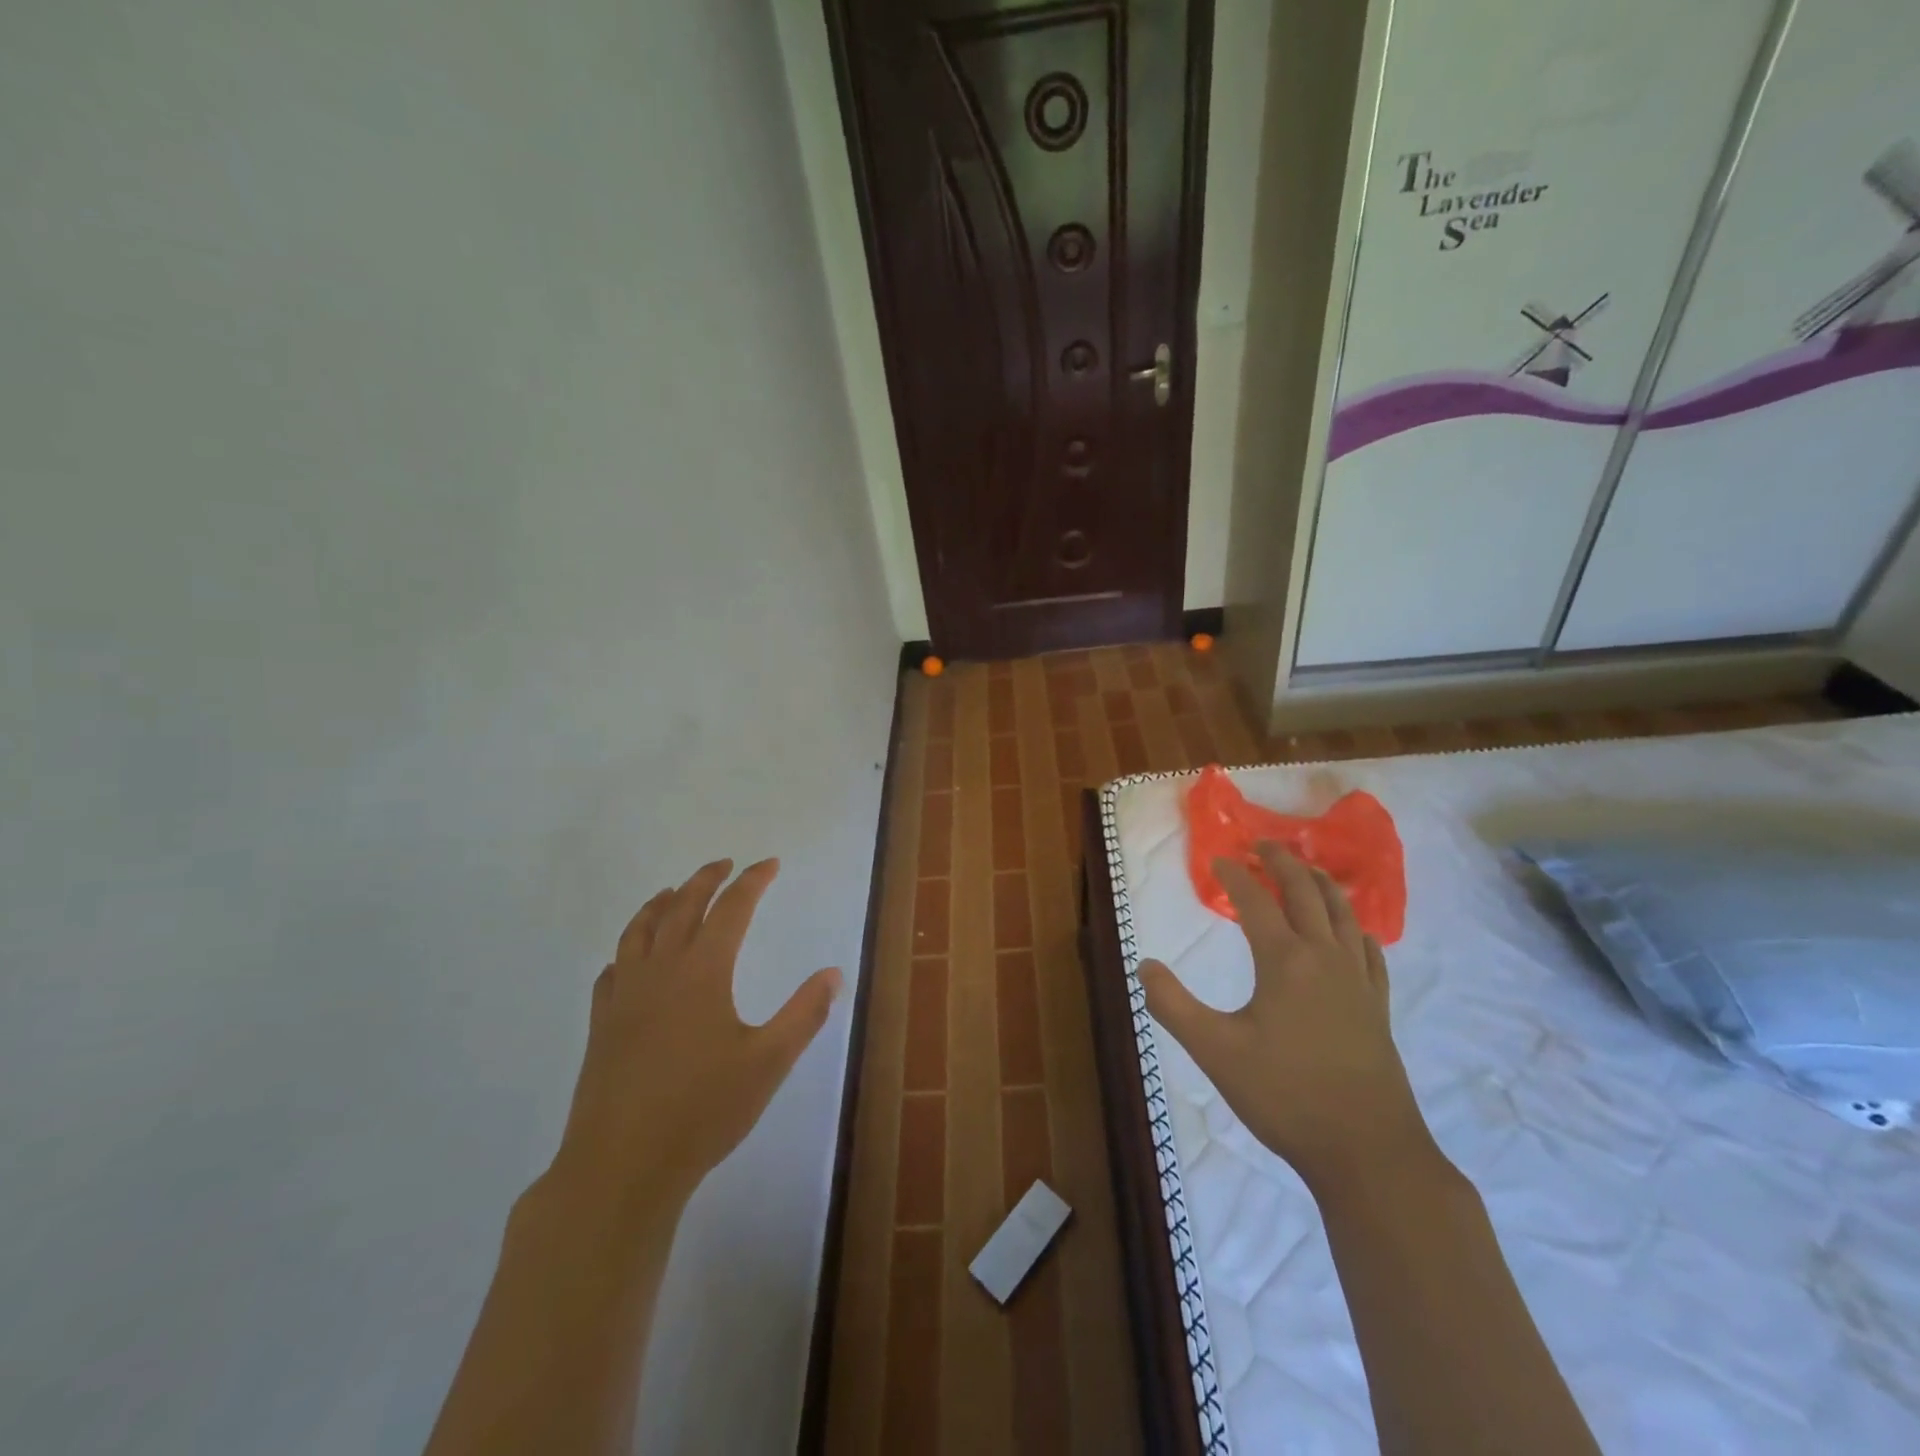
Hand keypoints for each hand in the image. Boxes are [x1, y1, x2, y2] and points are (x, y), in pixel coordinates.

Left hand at [548, 858, 841, 1216]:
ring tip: (673, 891)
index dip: (753, 881)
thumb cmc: (703, 1111)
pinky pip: (613, 969)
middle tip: (725, 864)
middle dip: (706, 879)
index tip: (770, 864)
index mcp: (703, 972)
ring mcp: (625, 997)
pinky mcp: (602, 1025)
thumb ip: (804, 1013)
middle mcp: (661, 971)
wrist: (621, 1166)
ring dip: (660, 903)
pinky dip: (628, 948)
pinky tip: (632, 957)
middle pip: (682, 907)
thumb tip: (833, 973)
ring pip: (639, 931)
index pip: (732, 909)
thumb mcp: (769, 1062)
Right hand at [1139, 843, 1436, 1194]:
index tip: (1218, 859)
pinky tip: (1353, 932)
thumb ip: (1173, 1005)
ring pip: (1344, 914)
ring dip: (1322, 884)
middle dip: (1282, 863)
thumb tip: (1144, 966)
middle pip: (1305, 893)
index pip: (1257, 902)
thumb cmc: (1286, 1096)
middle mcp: (1325, 957)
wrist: (1368, 1151)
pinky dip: (1356, 927)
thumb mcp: (1215, 1051)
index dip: (1235, 876)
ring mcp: (1358, 981)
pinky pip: (1369, 950)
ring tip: (1307, 869)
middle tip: (1263, 844)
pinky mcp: (1378, 1007)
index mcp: (1285, 960)